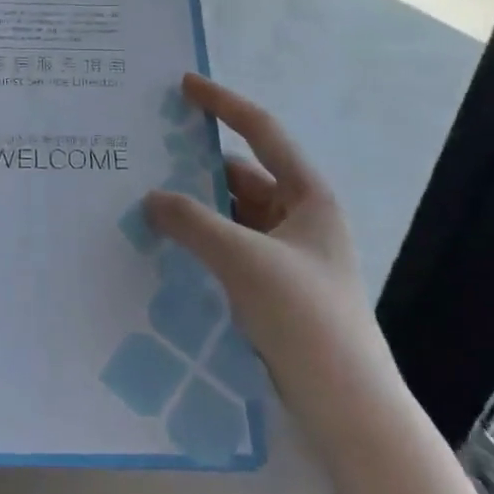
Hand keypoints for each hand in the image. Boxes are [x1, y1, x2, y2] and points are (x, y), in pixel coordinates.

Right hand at [145, 73, 393, 409]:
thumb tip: (151, 198)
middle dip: (197, 165)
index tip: (184, 84)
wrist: (348, 409)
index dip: (223, 103)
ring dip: (196, 208)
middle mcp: (299, 217)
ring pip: (233, 214)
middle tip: (147, 153)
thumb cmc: (305, 317)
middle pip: (242, 175)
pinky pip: (230, 248)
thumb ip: (193, 222)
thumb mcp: (244, 260)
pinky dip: (202, 241)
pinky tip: (166, 245)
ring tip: (145, 199)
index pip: (261, 132)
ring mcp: (287, 255)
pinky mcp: (274, 288)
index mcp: (308, 195)